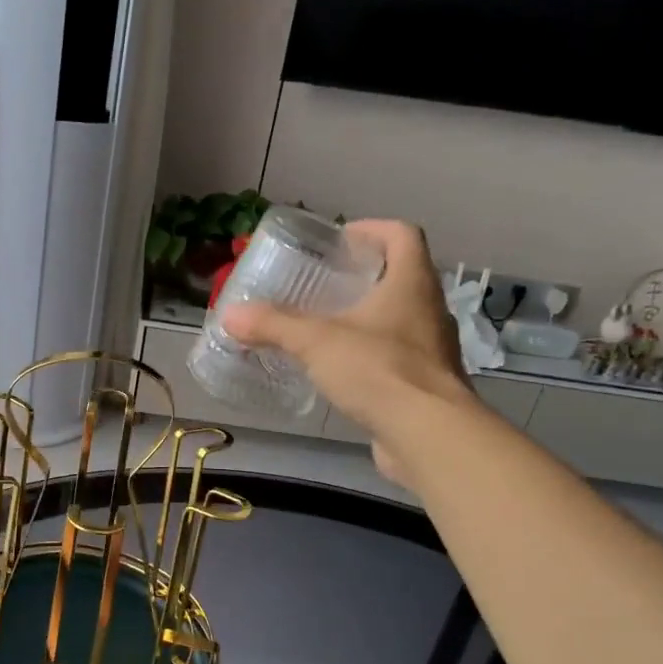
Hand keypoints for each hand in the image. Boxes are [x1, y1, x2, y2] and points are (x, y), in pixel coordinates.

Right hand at [223, 219, 479, 485]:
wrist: (427, 434)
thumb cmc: (378, 370)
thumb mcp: (317, 342)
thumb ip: (274, 326)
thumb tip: (231, 314)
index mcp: (412, 284)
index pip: (402, 235)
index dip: (373, 229)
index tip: (341, 239)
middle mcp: (429, 310)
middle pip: (401, 278)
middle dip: (364, 277)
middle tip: (324, 285)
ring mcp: (432, 350)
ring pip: (400, 321)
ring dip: (368, 319)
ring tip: (328, 329)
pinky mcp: (426, 386)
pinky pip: (397, 359)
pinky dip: (371, 357)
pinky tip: (343, 372)